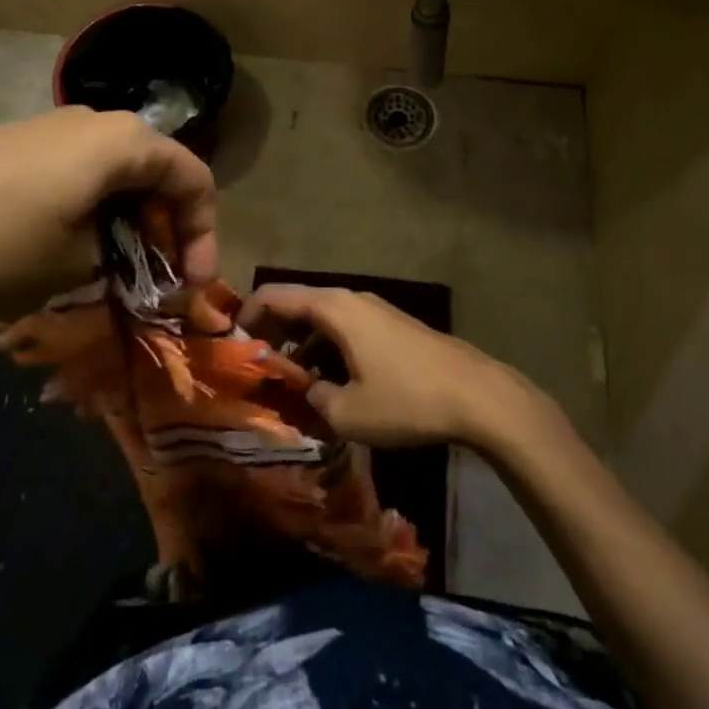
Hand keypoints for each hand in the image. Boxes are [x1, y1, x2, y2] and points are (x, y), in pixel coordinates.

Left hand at [0, 107, 217, 320]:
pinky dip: (88, 210)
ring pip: (112, 174)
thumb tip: (129, 255)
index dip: (204, 234)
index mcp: (121, 142)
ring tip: (112, 272)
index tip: (193, 287)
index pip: (193, 178)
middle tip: (158, 283)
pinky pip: (73, 172)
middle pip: (154, 172)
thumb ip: (122, 257)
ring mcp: (46, 129)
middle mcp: (92, 122)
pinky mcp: (10, 144)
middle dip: (164, 229)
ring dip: (125, 222)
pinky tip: (64, 248)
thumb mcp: (73, 265)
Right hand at [242, 284, 547, 449]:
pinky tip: (331, 382)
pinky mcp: (393, 326)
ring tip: (291, 381)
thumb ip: (312, 398)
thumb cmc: (405, 399)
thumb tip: (303, 390)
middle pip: (298, 303)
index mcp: (334, 308)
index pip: (275, 295)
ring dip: (302, 343)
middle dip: (273, 332)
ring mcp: (375, 310)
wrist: (476, 395)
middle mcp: (351, 298)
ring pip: (324, 318)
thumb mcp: (347, 412)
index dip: (247, 316)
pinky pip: (347, 328)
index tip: (231, 345)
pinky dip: (328, 347)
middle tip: (257, 367)